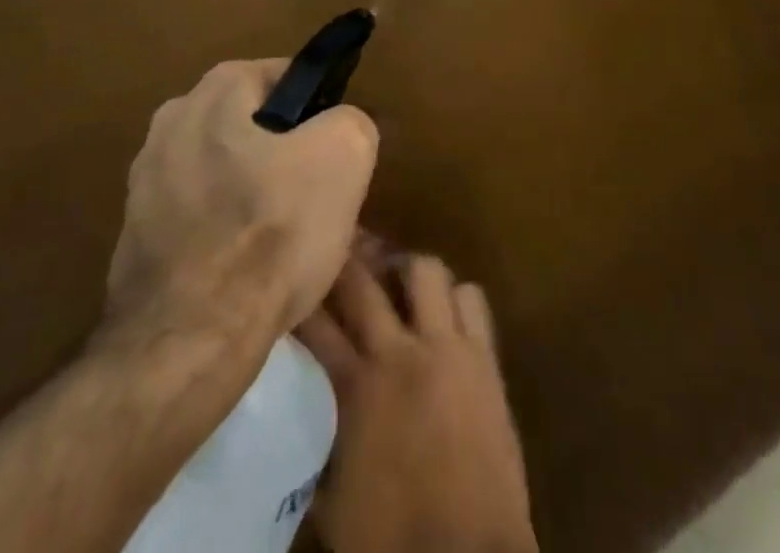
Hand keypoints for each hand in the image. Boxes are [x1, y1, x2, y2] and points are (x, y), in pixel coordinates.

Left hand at [105, 59, 378, 351]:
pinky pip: (198, 215)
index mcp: (215, 89)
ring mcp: (145, 179)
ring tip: (284, 239)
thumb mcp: (344, 157)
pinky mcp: (134, 233)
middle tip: (315, 196)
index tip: (336, 152)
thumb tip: (339, 126)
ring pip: (224, 171)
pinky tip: (244, 268)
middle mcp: (171, 120)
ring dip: (253, 193)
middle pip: (252, 124)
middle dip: (285, 153)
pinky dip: (222, 231)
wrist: (189, 342)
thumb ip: (350, 120)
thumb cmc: (271, 232)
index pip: (285, 77)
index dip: (319, 111)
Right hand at [298, 252, 536, 552]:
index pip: (316, 323)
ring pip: (426, 271)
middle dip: (347, 262)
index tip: (294, 281)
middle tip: (342, 255)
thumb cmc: (389, 539)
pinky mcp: (485, 359)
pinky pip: (472, 300)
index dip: (302, 297)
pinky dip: (456, 300)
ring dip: (409, 273)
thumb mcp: (331, 494)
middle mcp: (397, 353)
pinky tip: (446, 315)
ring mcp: (446, 349)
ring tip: (401, 283)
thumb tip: (307, 408)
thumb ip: (319, 436)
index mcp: (354, 387)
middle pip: (363, 282)